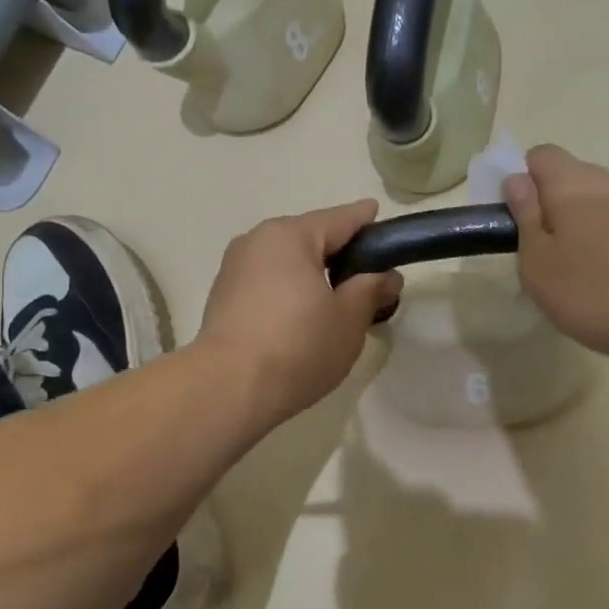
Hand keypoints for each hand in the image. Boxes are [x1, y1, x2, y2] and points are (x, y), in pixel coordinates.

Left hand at [197, 200, 403, 422]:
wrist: (229, 389)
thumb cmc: (298, 346)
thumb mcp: (349, 319)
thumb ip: (371, 290)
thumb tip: (386, 276)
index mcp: (290, 235)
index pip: (340, 219)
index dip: (367, 223)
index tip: (385, 226)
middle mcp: (257, 241)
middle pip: (309, 239)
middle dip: (339, 254)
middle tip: (368, 279)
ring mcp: (234, 270)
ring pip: (285, 263)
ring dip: (311, 275)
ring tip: (336, 302)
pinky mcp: (222, 299)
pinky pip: (267, 284)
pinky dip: (288, 292)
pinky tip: (302, 317)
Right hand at [504, 145, 608, 369]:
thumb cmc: (596, 292)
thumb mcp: (539, 265)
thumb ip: (525, 219)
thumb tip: (517, 180)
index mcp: (572, 184)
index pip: (540, 155)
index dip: (522, 181)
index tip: (517, 221)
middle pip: (573, 178)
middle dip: (553, 207)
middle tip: (545, 255)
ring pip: (602, 203)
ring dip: (585, 227)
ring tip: (581, 273)